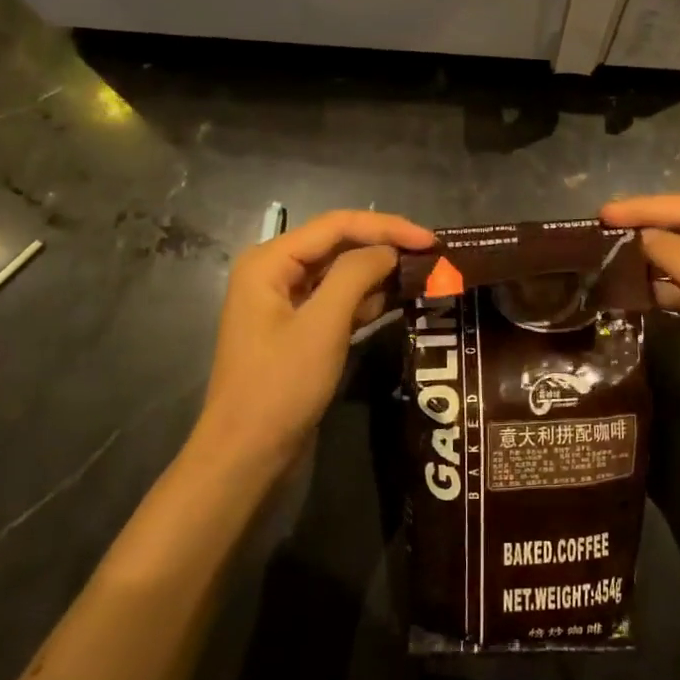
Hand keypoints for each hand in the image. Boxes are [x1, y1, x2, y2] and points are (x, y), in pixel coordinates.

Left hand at [193, 209, 433, 477]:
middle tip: (433, 256)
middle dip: (385, 247)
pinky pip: (339, 301)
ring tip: (426, 274)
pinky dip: (368, 299)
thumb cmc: (280, 386)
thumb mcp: (322, 325)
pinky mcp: (300, 329)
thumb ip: (356, 275)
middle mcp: (276, 272)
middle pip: (339, 244)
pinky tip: (400, 300)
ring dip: (380, 273)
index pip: (337, 225)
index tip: (430, 240)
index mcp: (270, 261)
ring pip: (342, 272)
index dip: (387, 227)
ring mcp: (287, 302)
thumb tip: (389, 251)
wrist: (247, 455)